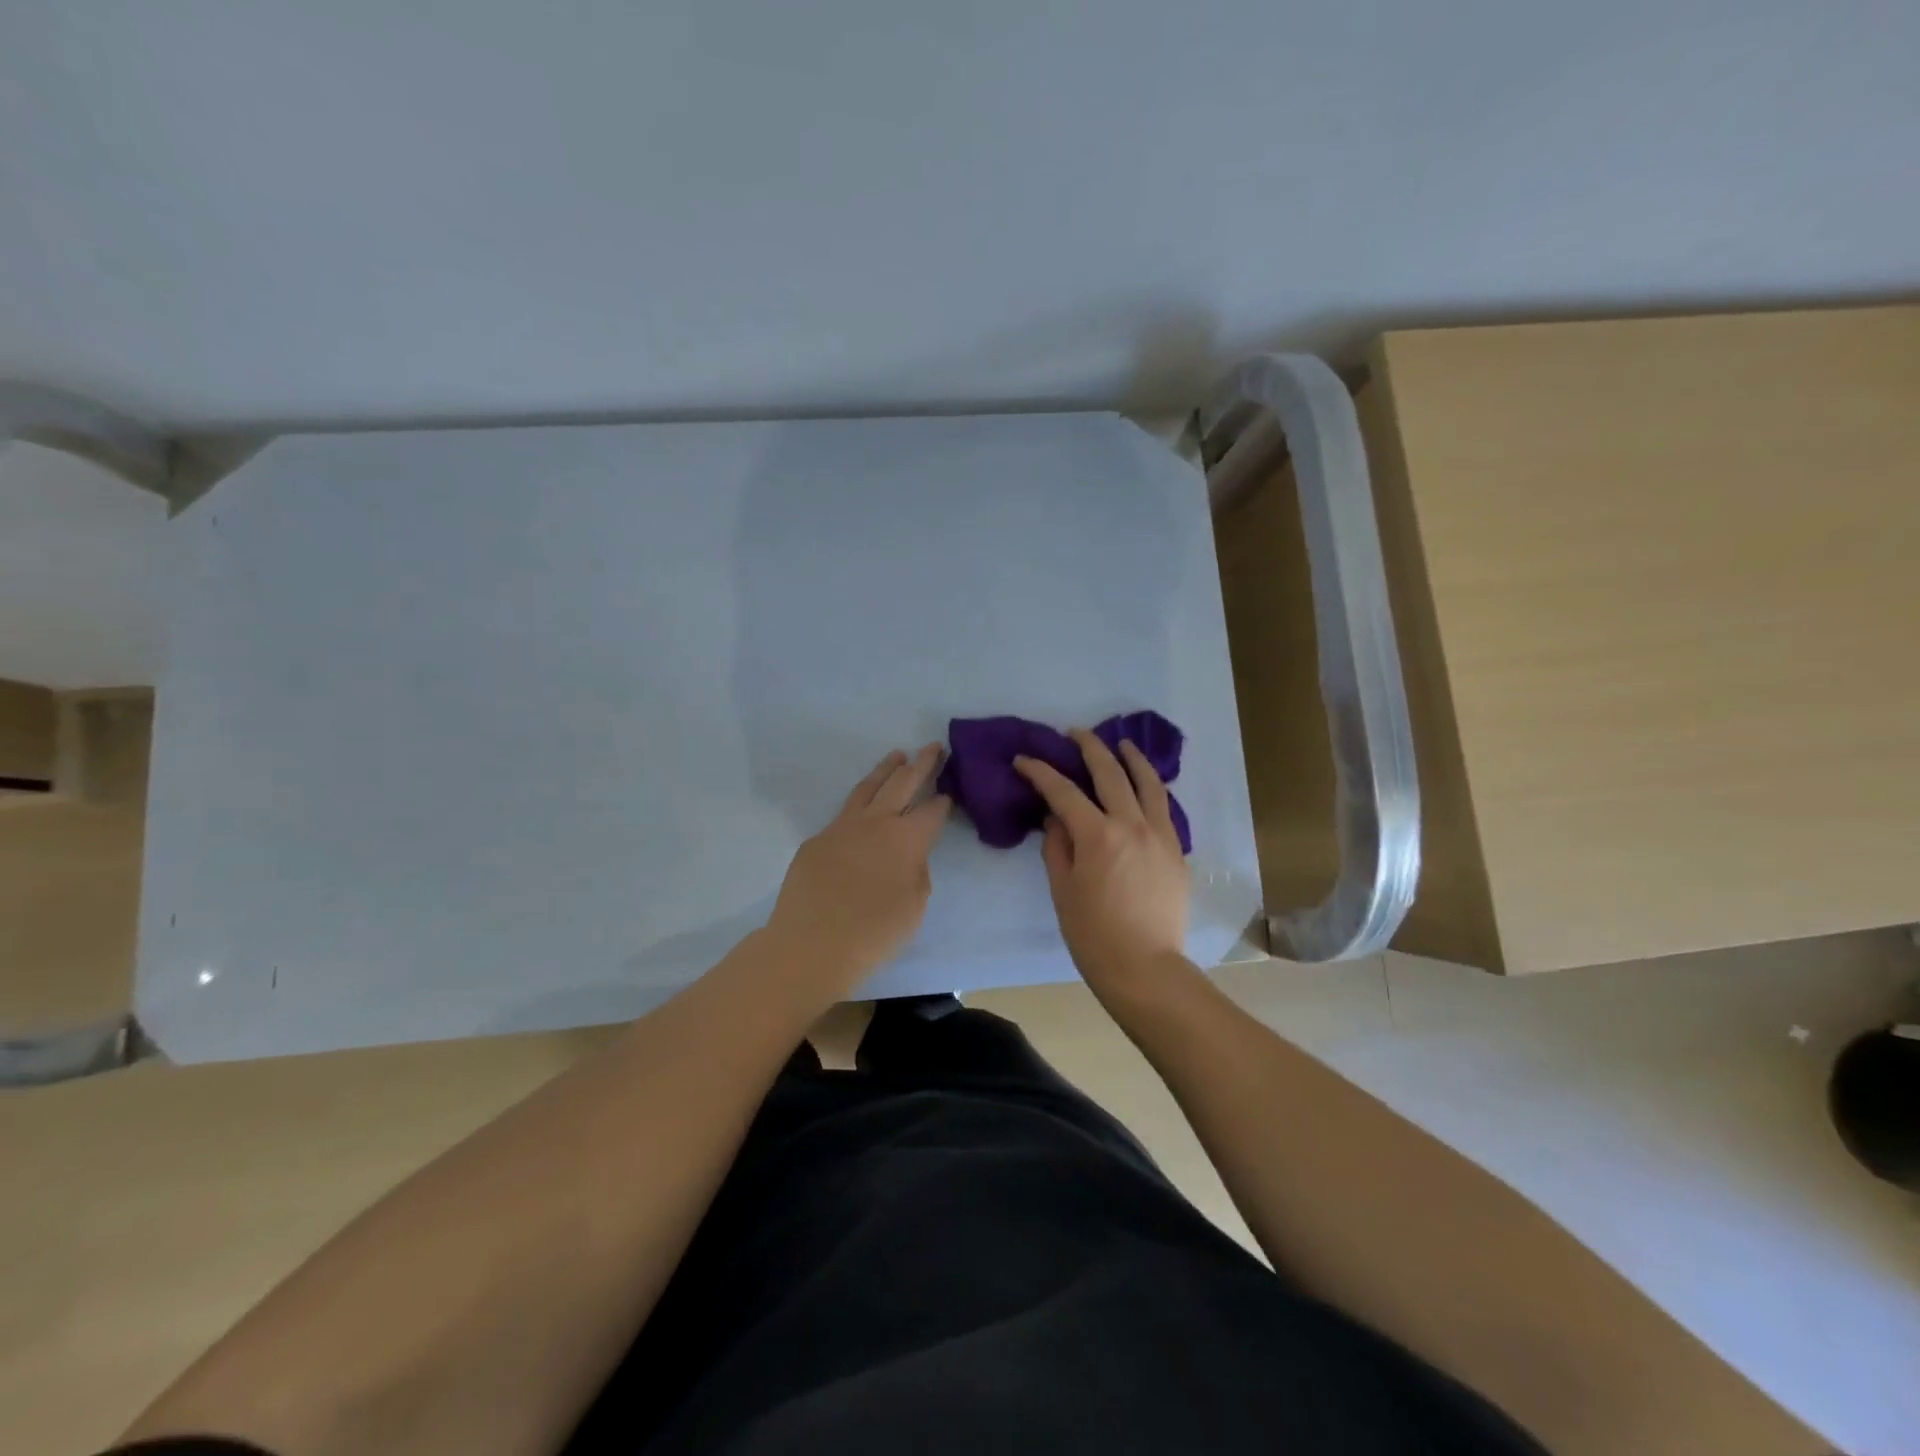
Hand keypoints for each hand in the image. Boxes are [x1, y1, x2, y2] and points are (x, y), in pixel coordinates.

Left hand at [765, 744, 951, 996]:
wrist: (811, 945)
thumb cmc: (873, 933)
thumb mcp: (914, 907)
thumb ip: (916, 874)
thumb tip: (907, 858)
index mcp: (907, 839)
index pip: (932, 811)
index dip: (943, 801)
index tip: (949, 792)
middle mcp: (876, 822)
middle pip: (903, 783)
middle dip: (921, 764)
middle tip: (932, 747)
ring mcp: (842, 827)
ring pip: (868, 787)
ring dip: (886, 769)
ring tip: (897, 755)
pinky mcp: (817, 840)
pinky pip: (843, 814)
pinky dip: (859, 803)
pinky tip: (862, 807)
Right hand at [1015, 730, 1189, 995]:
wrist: (1145, 968)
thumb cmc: (1093, 934)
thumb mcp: (1062, 890)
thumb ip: (1058, 846)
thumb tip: (1057, 817)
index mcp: (1098, 835)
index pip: (1064, 791)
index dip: (1040, 772)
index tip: (1024, 760)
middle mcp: (1132, 825)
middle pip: (1110, 773)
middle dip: (1089, 747)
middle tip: (1075, 733)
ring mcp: (1160, 836)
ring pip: (1148, 783)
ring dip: (1132, 758)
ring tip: (1122, 743)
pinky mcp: (1177, 851)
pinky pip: (1164, 808)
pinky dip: (1152, 788)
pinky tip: (1145, 785)